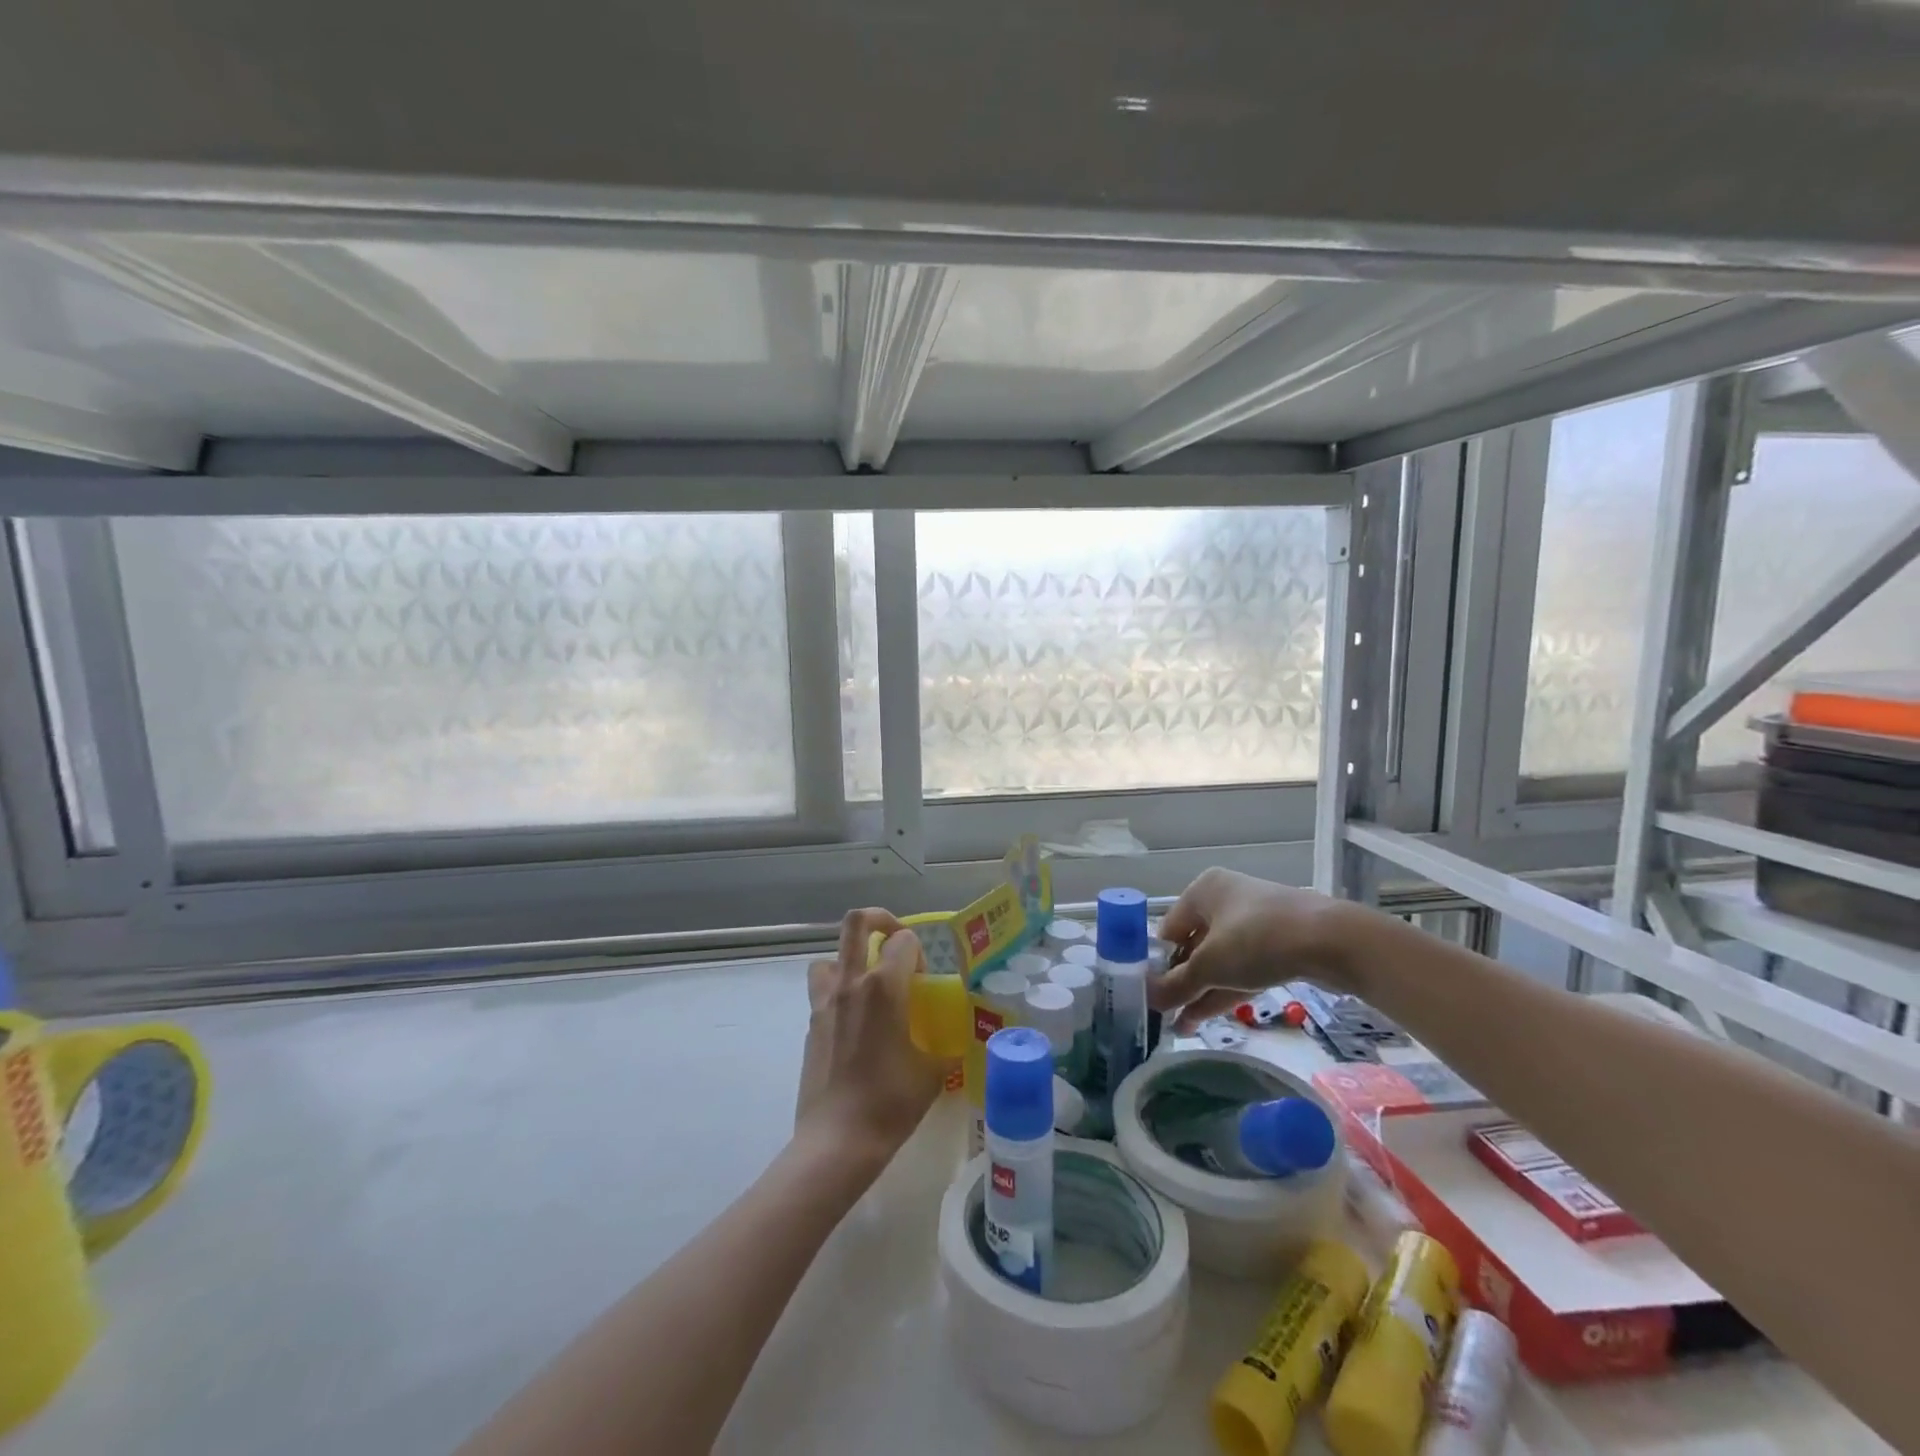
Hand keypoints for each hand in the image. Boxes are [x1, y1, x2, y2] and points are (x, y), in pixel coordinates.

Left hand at [794, 909, 946, 1172]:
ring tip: (869, 985)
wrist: (837, 1140)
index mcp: (884, 987)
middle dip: (880, 920)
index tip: (924, 979)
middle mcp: (851, 983)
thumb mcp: (932, 1073)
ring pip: (831, 956)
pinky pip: (822, 990)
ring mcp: (825, 1002)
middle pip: (857, 923)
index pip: (904, 939)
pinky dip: (838, 992)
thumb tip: (955, 1040)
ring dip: (851, 960)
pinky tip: (855, 1024)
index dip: (919, 951)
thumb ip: (945, 1046)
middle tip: (895, 940)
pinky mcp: (811, 1024)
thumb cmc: (890, 1103)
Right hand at [1148, 868, 1362, 1031]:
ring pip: (1219, 961)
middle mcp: (1225, 899)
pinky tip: (1203, 1018)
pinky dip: (1225, 990)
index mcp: (1203, 890)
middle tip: (1164, 1016)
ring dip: (1200, 993)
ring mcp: (1254, 922)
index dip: (1157, 963)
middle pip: (1193, 945)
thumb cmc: (1258, 939)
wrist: (1333, 942)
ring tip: (1179, 1028)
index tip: (1151, 996)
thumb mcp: (1210, 966)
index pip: (1168, 929)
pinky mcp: (1278, 945)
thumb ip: (1176, 985)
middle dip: (1180, 983)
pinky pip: (1242, 968)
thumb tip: (1146, 999)